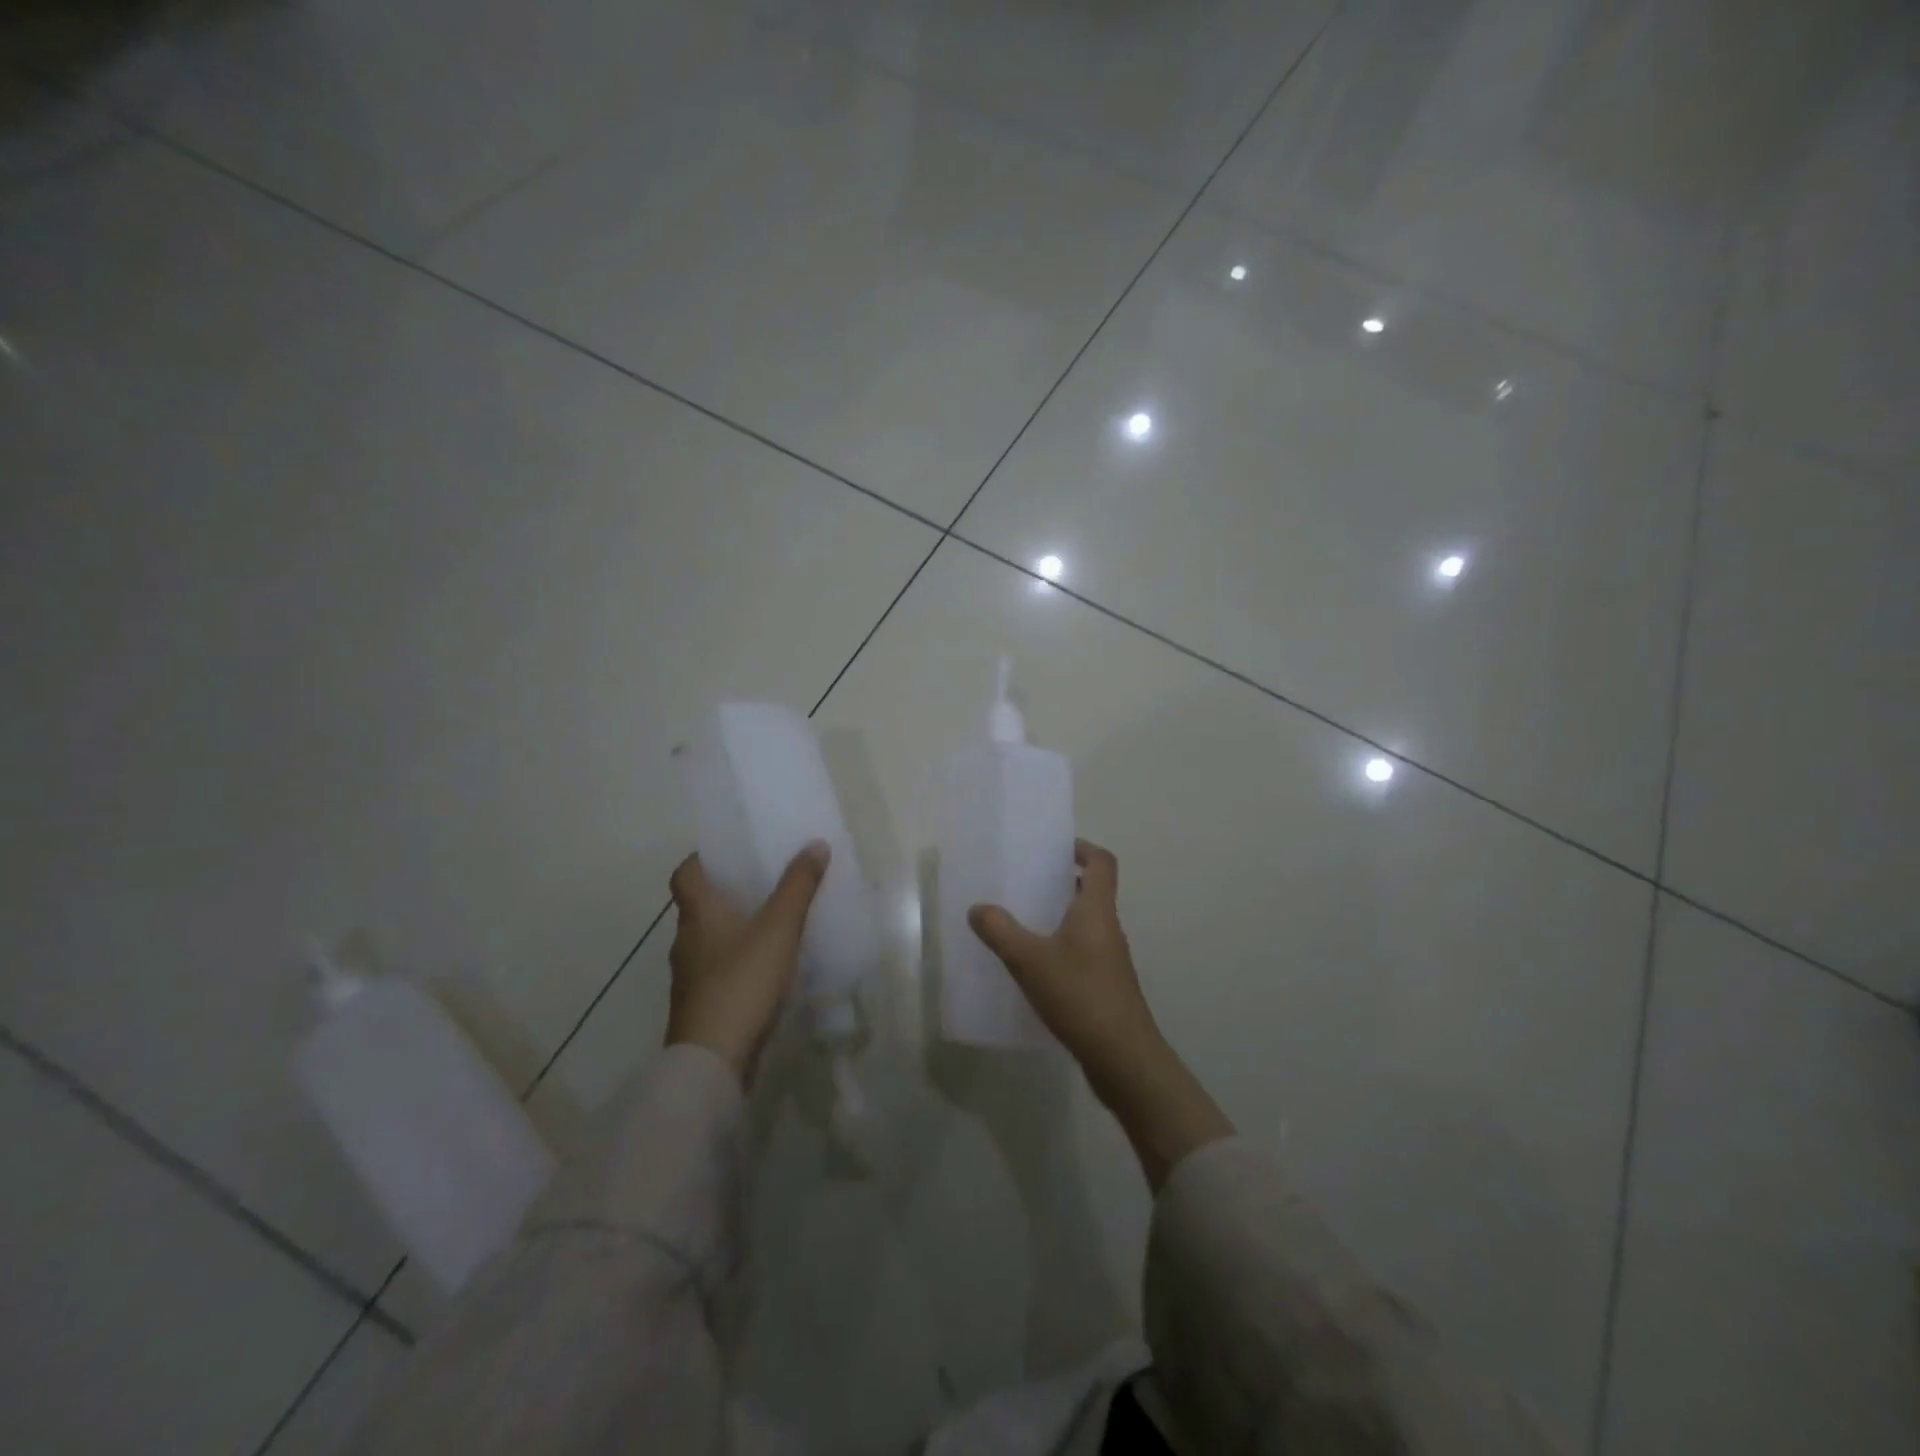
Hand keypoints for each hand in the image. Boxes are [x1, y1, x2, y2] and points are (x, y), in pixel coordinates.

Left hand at [665, 841, 828, 1082]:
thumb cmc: (742, 981)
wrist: (714, 1059)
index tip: (733, 852)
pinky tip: (769, 965)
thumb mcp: (779, 928)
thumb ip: (798, 886)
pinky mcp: (702, 1003)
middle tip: (767, 880)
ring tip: (775, 921)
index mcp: (698, 913)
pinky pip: (720, 967)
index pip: (685, 873)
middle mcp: (686, 939)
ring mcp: (691, 975)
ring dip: (736, 926)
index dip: (704, 857)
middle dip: (730, 891)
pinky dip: (740, 958)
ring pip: (711, 937)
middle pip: (701, 904)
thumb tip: (815, 844)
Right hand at [969, 838, 1231, 1188]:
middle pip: (1093, 890)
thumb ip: (1001, 931)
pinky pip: (1082, 951)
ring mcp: (1110, 959)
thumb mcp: (1030, 960)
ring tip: (1022, 920)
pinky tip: (1034, 966)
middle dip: (1063, 881)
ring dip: (1060, 915)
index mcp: (1097, 911)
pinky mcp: (1105, 985)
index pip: (1101, 862)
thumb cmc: (1080, 996)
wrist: (1123, 1058)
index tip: (1055, 848)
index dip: (1082, 848)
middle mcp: (1108, 928)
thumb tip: (978, 908)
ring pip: (1086, 923)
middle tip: (1027, 881)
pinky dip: (1061, 946)